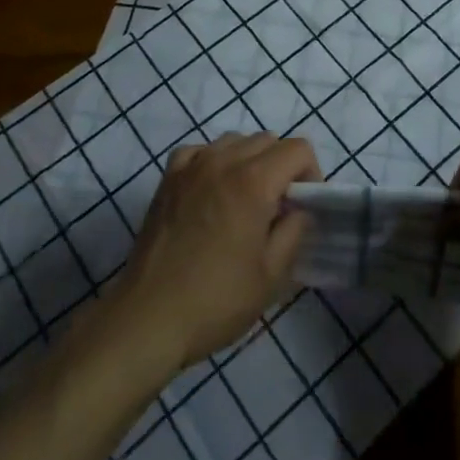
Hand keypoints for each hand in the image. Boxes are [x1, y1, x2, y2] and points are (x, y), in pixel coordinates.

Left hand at [108, 133, 319, 371]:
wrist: (148, 318)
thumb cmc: (216, 300)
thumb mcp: (272, 275)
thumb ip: (295, 231)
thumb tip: (299, 210)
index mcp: (254, 181)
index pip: (298, 149)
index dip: (311, 173)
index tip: (305, 205)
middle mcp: (224, 161)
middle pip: (268, 140)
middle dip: (283, 167)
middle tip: (278, 207)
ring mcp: (192, 166)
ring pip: (235, 140)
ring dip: (250, 160)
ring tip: (245, 199)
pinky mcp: (168, 178)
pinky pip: (200, 151)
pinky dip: (214, 161)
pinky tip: (212, 190)